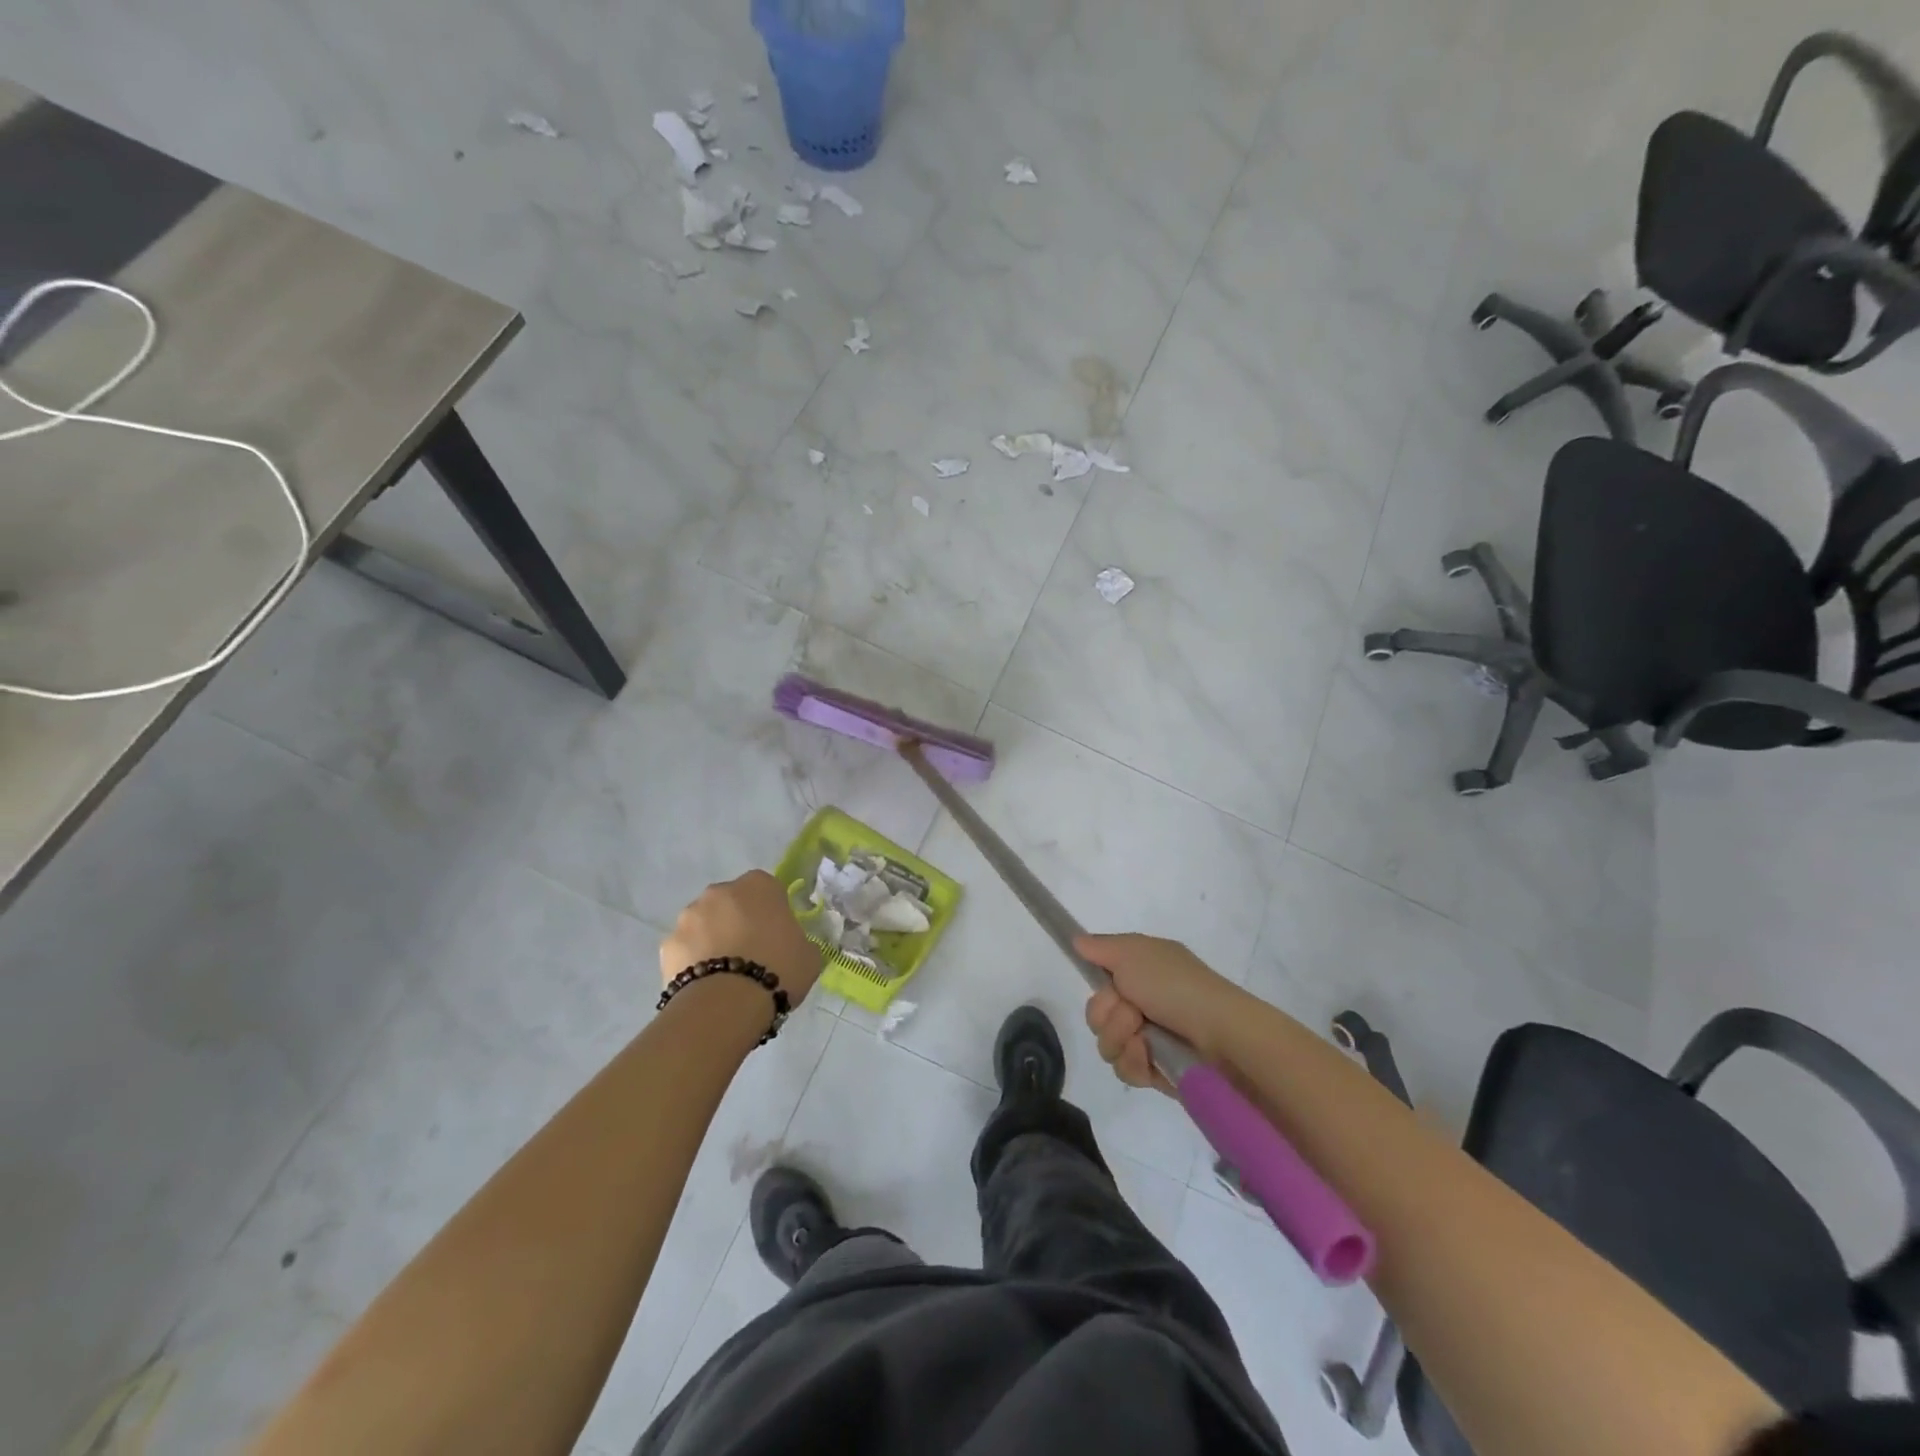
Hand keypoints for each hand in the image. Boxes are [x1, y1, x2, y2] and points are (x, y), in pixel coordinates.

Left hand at [661, 870, 822, 1002]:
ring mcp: (689, 916)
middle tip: (751, 953)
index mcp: (759, 885)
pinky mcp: (667, 945)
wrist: (727, 1003)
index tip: (777, 935)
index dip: (772, 911)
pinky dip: (692, 961)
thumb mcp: (808, 954)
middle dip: (738, 921)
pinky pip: (685, 949)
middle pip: (732, 902)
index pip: (768, 889)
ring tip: (725, 974)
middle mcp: (720, 891)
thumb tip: (790, 944)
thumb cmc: (778, 969)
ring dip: (713, 938)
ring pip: (704, 923)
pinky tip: (705, 985)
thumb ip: (798, 940)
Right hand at [1077, 933, 1250, 1091]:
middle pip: (1097, 1015)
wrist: (1219, 1033)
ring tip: (1143, 1038)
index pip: (1100, 982)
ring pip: (1107, 1044)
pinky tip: (1149, 1056)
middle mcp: (1143, 1004)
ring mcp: (1149, 1039)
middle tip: (1133, 1011)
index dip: (1100, 988)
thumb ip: (1100, 947)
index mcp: (1141, 973)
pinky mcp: (1156, 1070)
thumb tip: (1077, 940)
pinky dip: (1134, 1061)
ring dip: (1120, 1038)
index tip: (1108, 986)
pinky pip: (1124, 1070)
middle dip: (1108, 1014)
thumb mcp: (1133, 952)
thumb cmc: (1175, 985)